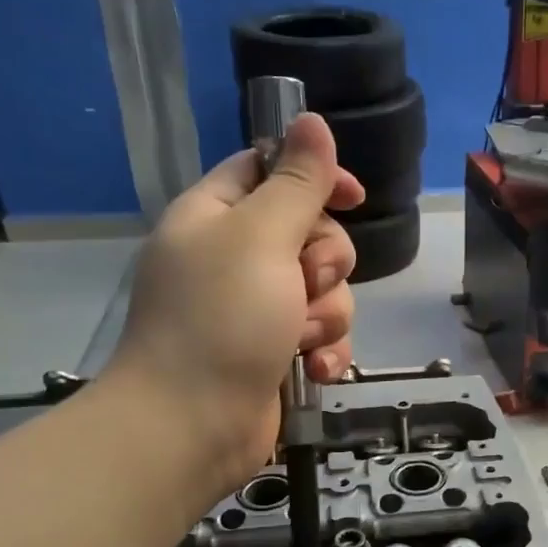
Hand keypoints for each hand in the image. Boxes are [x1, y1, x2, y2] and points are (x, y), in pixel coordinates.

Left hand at [102, 114, 365, 495]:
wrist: (193, 426)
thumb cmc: (221, 320)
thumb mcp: (261, 238)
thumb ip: (296, 183)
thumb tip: (312, 120)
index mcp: (216, 216)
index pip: (270, 171)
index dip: (316, 177)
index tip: (354, 196)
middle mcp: (236, 258)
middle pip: (311, 233)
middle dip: (325, 262)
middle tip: (308, 282)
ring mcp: (257, 309)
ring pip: (326, 290)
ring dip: (327, 314)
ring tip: (303, 340)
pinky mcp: (277, 353)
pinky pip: (322, 336)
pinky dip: (325, 352)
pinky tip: (316, 370)